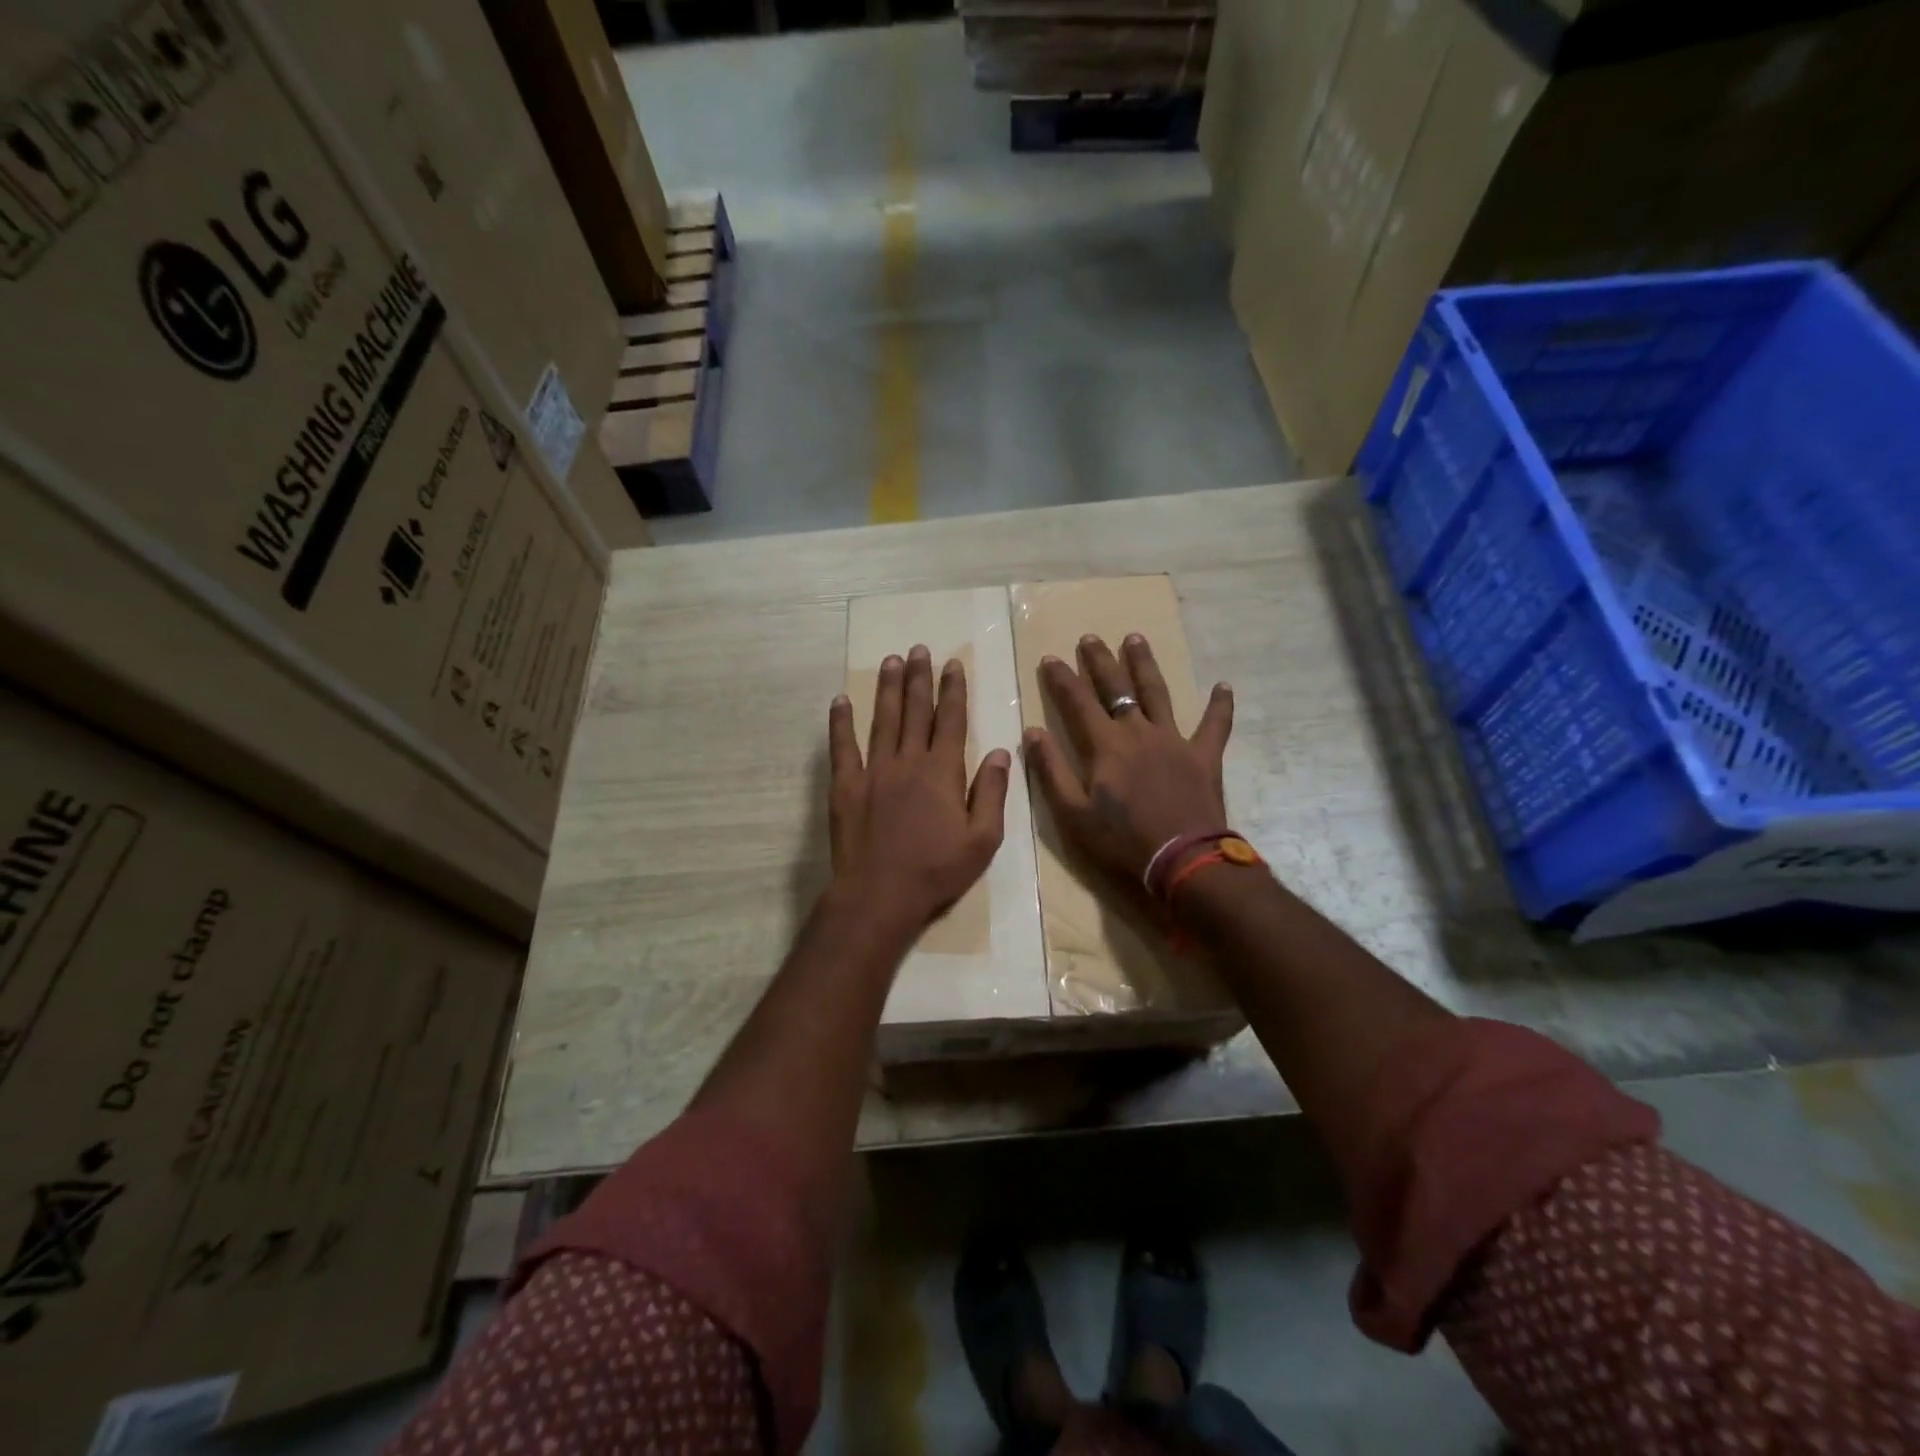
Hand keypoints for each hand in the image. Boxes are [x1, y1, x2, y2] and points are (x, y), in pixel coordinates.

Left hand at [829, 644, 1011, 930]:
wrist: (879, 895)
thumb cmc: (936, 871)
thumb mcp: (982, 840)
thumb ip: (992, 793)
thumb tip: (1002, 752)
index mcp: (943, 772)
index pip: (951, 721)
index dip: (953, 691)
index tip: (952, 665)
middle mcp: (908, 761)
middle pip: (915, 711)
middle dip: (919, 678)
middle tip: (919, 649)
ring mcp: (873, 771)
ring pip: (882, 720)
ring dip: (888, 689)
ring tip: (891, 661)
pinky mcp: (845, 786)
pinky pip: (842, 747)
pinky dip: (841, 722)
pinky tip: (841, 700)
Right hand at [1023, 634, 1233, 882]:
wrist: (1183, 859)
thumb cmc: (1122, 839)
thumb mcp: (1073, 812)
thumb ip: (1051, 770)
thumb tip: (1032, 732)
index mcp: (1105, 745)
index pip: (1077, 701)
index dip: (1061, 679)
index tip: (1050, 658)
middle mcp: (1138, 731)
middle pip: (1117, 687)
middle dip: (1100, 661)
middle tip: (1090, 638)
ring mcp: (1174, 740)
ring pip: (1158, 693)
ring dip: (1144, 665)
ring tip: (1135, 638)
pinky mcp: (1204, 756)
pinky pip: (1215, 725)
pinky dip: (1219, 706)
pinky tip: (1223, 685)